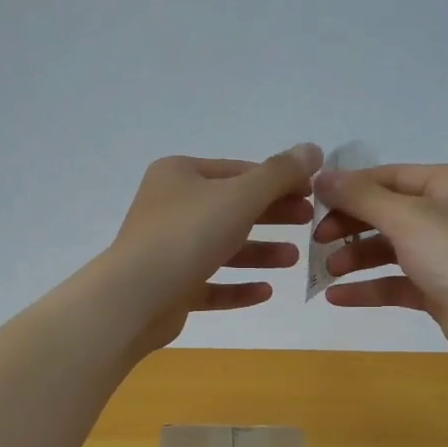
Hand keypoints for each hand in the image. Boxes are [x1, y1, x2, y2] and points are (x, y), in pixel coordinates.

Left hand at [101, 145, 322, 354]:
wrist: (135, 297)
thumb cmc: (188, 235)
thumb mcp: (240, 196)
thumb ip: (279, 173)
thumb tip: (312, 148)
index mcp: (180, 175)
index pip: (238, 171)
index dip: (278, 180)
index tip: (312, 193)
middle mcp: (170, 207)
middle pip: (232, 208)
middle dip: (272, 216)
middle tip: (309, 222)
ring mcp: (168, 249)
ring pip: (222, 247)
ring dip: (260, 252)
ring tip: (294, 259)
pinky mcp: (170, 287)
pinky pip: (210, 283)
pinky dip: (238, 286)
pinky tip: (266, 291)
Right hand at [312, 163, 447, 368]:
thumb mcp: (405, 217)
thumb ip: (359, 196)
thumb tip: (320, 176)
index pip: (389, 177)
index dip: (349, 189)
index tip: (312, 203)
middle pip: (387, 213)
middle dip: (350, 227)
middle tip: (316, 239)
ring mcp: (445, 253)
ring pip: (389, 248)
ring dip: (356, 258)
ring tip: (327, 270)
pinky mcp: (439, 288)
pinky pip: (396, 281)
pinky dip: (369, 287)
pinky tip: (337, 297)